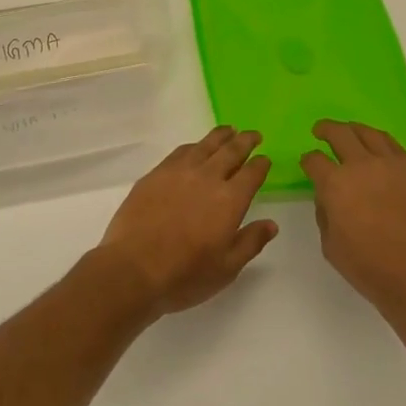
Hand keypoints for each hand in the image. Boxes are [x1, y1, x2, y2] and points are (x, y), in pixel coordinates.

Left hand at [97, 127, 278, 316]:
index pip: (252, 174)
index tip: (265, 159)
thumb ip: (250, 242)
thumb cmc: (185, 275)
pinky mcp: (157, 173)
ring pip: (205, 145)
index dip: (261, 164)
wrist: (133, 268)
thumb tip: (271, 224)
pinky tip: (195, 148)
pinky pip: (181, 151)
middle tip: (253, 135)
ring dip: (221, 136)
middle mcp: (208, 177)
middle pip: (231, 151)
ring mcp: (180, 172)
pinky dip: (194, 145)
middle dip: (245, 141)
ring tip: (229, 130)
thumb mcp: (226, 268)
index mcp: (230, 200)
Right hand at [302, 121, 405, 328]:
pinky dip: (380, 141)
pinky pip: (394, 145)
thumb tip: (327, 194)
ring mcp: (391, 165)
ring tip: (349, 132)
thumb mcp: (330, 245)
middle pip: (340, 133)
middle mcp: (362, 165)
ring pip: (369, 133)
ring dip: (353, 129)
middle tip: (320, 131)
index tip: (308, 163)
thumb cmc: (369, 267)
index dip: (308, 160)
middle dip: (326, 130)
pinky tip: (377, 146)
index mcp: (336, 183)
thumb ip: (324, 212)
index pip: (315, 160)